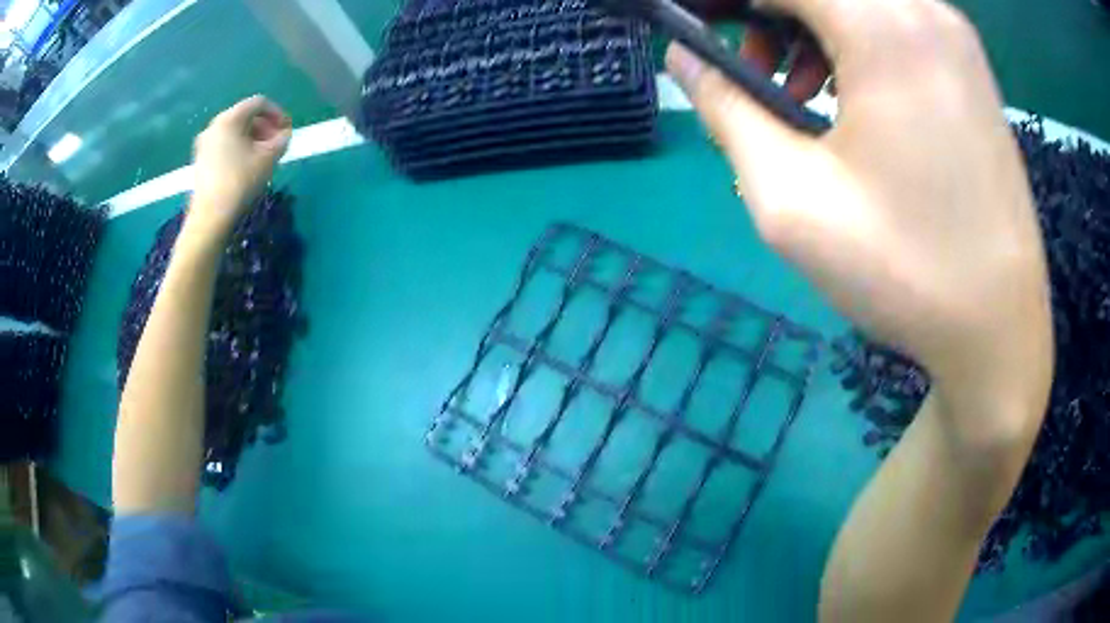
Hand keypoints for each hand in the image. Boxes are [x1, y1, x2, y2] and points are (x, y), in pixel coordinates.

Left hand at [186, 95, 291, 240]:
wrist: (209, 217)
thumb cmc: (240, 181)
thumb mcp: (269, 158)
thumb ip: (281, 140)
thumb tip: (284, 134)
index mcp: (230, 118)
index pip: (259, 103)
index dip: (277, 113)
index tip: (287, 130)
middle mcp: (214, 125)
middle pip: (245, 117)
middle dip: (264, 127)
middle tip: (276, 144)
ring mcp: (204, 144)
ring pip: (234, 132)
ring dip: (252, 139)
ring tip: (263, 157)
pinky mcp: (200, 161)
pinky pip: (224, 145)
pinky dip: (238, 149)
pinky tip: (246, 167)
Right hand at [667, 0, 1052, 444]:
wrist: (999, 329)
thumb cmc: (904, 271)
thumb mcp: (791, 198)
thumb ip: (726, 109)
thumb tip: (684, 57)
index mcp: (882, 27)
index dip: (726, 2)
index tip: (699, 31)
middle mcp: (923, 10)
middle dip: (766, 13)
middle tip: (749, 68)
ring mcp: (955, 36)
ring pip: (857, 0)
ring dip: (809, 24)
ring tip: (797, 90)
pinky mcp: (971, 66)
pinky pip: (894, 20)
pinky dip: (853, 39)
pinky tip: (851, 97)